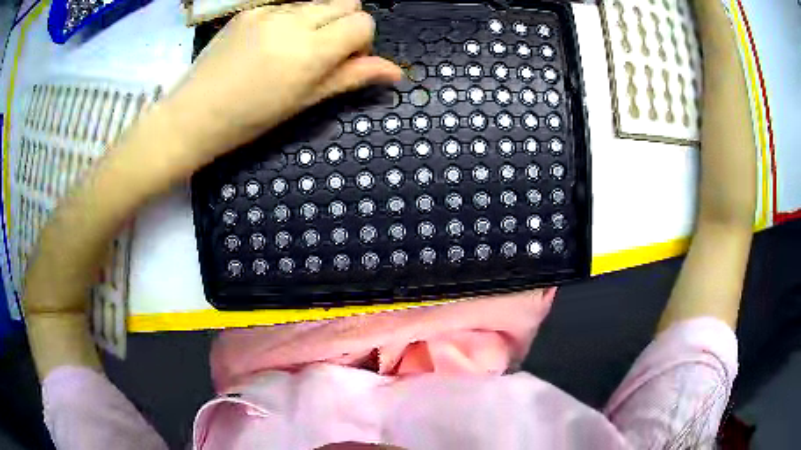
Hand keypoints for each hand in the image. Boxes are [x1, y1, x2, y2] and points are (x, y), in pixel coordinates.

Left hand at [162, 0, 402, 170]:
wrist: (193, 115)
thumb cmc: (249, 119)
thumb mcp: (304, 103)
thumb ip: (351, 78)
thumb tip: (395, 71)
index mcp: (310, 50)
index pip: (363, 22)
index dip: (361, 42)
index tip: (344, 61)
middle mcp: (293, 21)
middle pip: (346, 2)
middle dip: (345, 24)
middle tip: (322, 54)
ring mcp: (268, 11)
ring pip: (317, 2)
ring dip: (319, 20)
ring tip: (292, 50)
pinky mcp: (249, 10)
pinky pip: (287, 5)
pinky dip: (291, 19)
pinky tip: (269, 43)